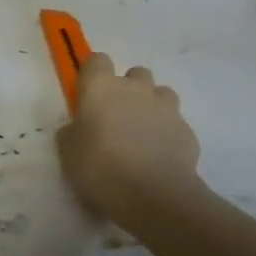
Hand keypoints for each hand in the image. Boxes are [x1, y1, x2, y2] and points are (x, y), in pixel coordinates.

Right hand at [56, 54, 204, 233]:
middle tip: (117, 116)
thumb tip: (79, 128)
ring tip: (142, 133)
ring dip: (152, 106)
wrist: (154, 196)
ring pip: (161, 93)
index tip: (88, 95)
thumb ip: (73, 132)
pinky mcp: (187, 131)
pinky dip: (167, 132)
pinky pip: (175, 122)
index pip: (97, 60)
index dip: (93, 75)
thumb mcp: (69, 152)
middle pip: (134, 73)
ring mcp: (165, 108)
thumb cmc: (100, 167)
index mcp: (101, 87)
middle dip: (128, 89)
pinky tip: (159, 155)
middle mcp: (135, 89)